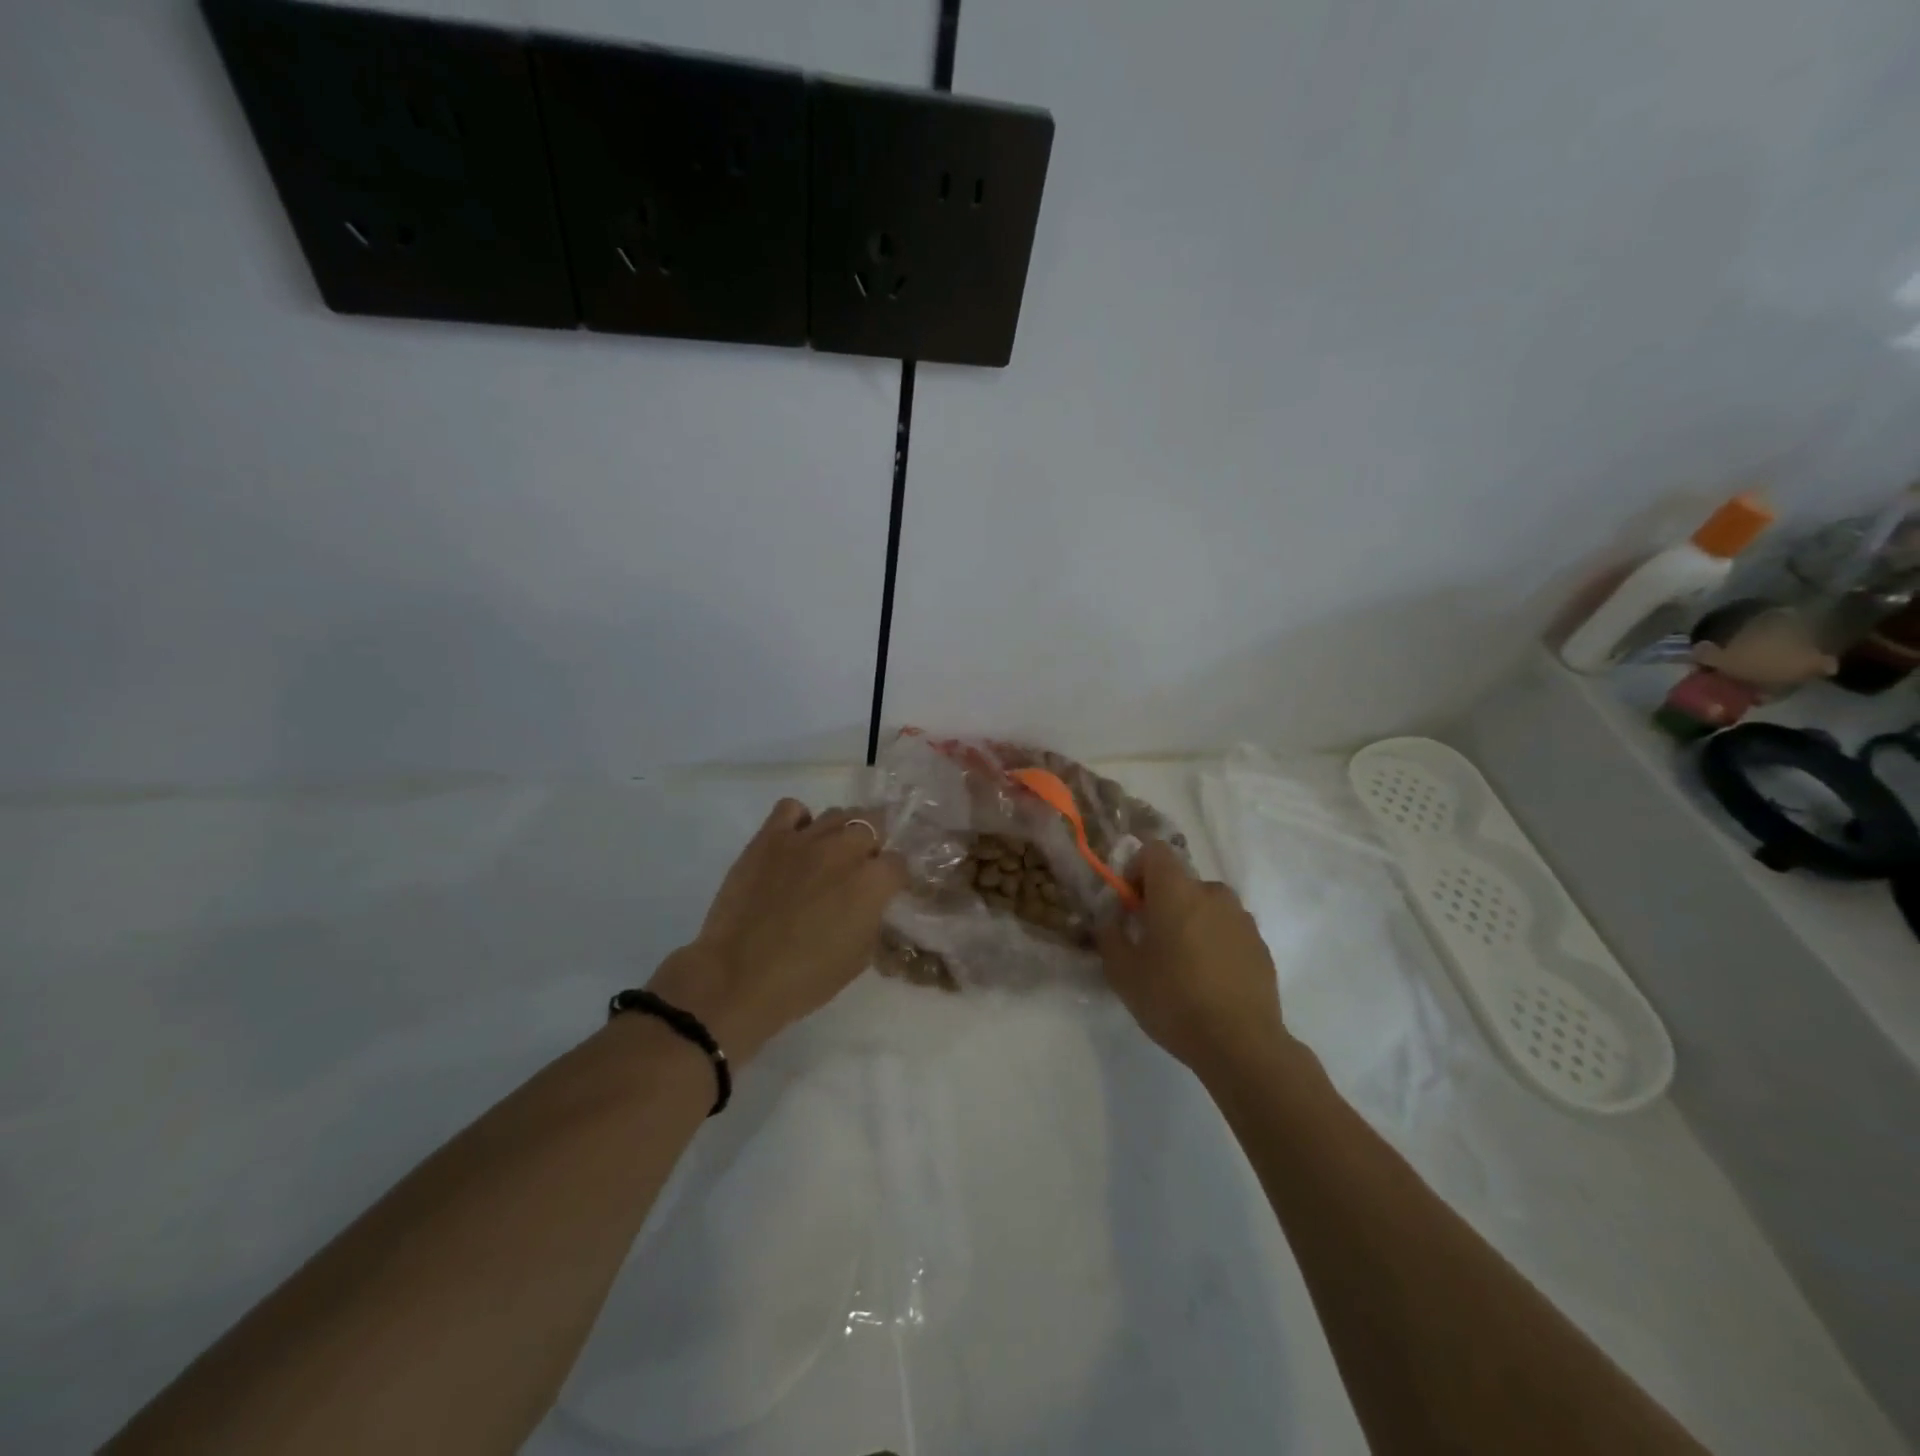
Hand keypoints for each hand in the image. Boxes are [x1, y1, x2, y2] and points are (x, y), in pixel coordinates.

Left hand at [649, 800, 906, 1061]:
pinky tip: (796, 842)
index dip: (893, 878)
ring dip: (841, 832)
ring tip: (829, 854)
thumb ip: (872, 918)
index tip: (886, 890)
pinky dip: (800, 820)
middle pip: (873, 826)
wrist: (737, 978)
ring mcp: (805, 839)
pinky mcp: (769, 837)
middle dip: (872, 846)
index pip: (898, 862)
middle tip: (860, 869)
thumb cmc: (804, 979)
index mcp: (871, 882)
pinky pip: (792, 808)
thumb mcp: (859, 957)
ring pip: (838, 814)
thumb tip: (870, 902)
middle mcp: (844, 850)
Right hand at [1096, 840, 1287, 1074]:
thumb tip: (1111, 918)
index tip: (1129, 905)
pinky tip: (1209, 981)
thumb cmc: (1173, 1000)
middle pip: (1180, 882)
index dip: (1136, 870)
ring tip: (1182, 965)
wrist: (1242, 1044)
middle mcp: (1212, 893)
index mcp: (1177, 890)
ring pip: (1206, 906)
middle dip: (1162, 902)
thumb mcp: (1122, 971)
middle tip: (1150, 942)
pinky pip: (1228, 930)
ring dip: (1190, 922)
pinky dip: (1214, 943)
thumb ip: (1109, 934)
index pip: (1154, 851)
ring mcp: (1242, 918)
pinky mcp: (1260, 945)